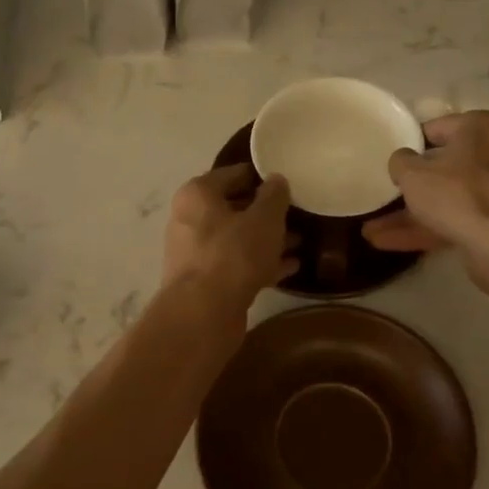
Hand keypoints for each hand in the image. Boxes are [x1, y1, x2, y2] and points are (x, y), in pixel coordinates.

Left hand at [162, 164, 297, 309]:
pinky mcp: (204, 283)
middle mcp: (189, 220)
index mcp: (198, 195)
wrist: (203, 314)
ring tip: (299, 242)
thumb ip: (274, 195)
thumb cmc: (234, 254)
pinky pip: (237, 265)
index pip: (233, 174)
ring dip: (266, 241)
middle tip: (296, 213)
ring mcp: (195, 254)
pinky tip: (290, 267)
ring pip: (236, 240)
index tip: (286, 182)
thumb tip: (276, 180)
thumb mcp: (264, 218)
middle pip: (233, 208)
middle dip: (265, 212)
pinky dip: (260, 264)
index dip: (260, 176)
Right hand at [363, 111, 488, 294]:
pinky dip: (429, 230)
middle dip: (411, 188)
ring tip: (372, 231)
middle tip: (384, 197)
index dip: (411, 145)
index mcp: (482, 127)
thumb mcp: (414, 174)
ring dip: (412, 216)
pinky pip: (459, 219)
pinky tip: (390, 243)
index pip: (438, 128)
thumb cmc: (459, 194)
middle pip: (446, 168)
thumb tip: (402, 160)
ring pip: (450, 198)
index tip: (392, 162)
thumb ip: (401, 162)